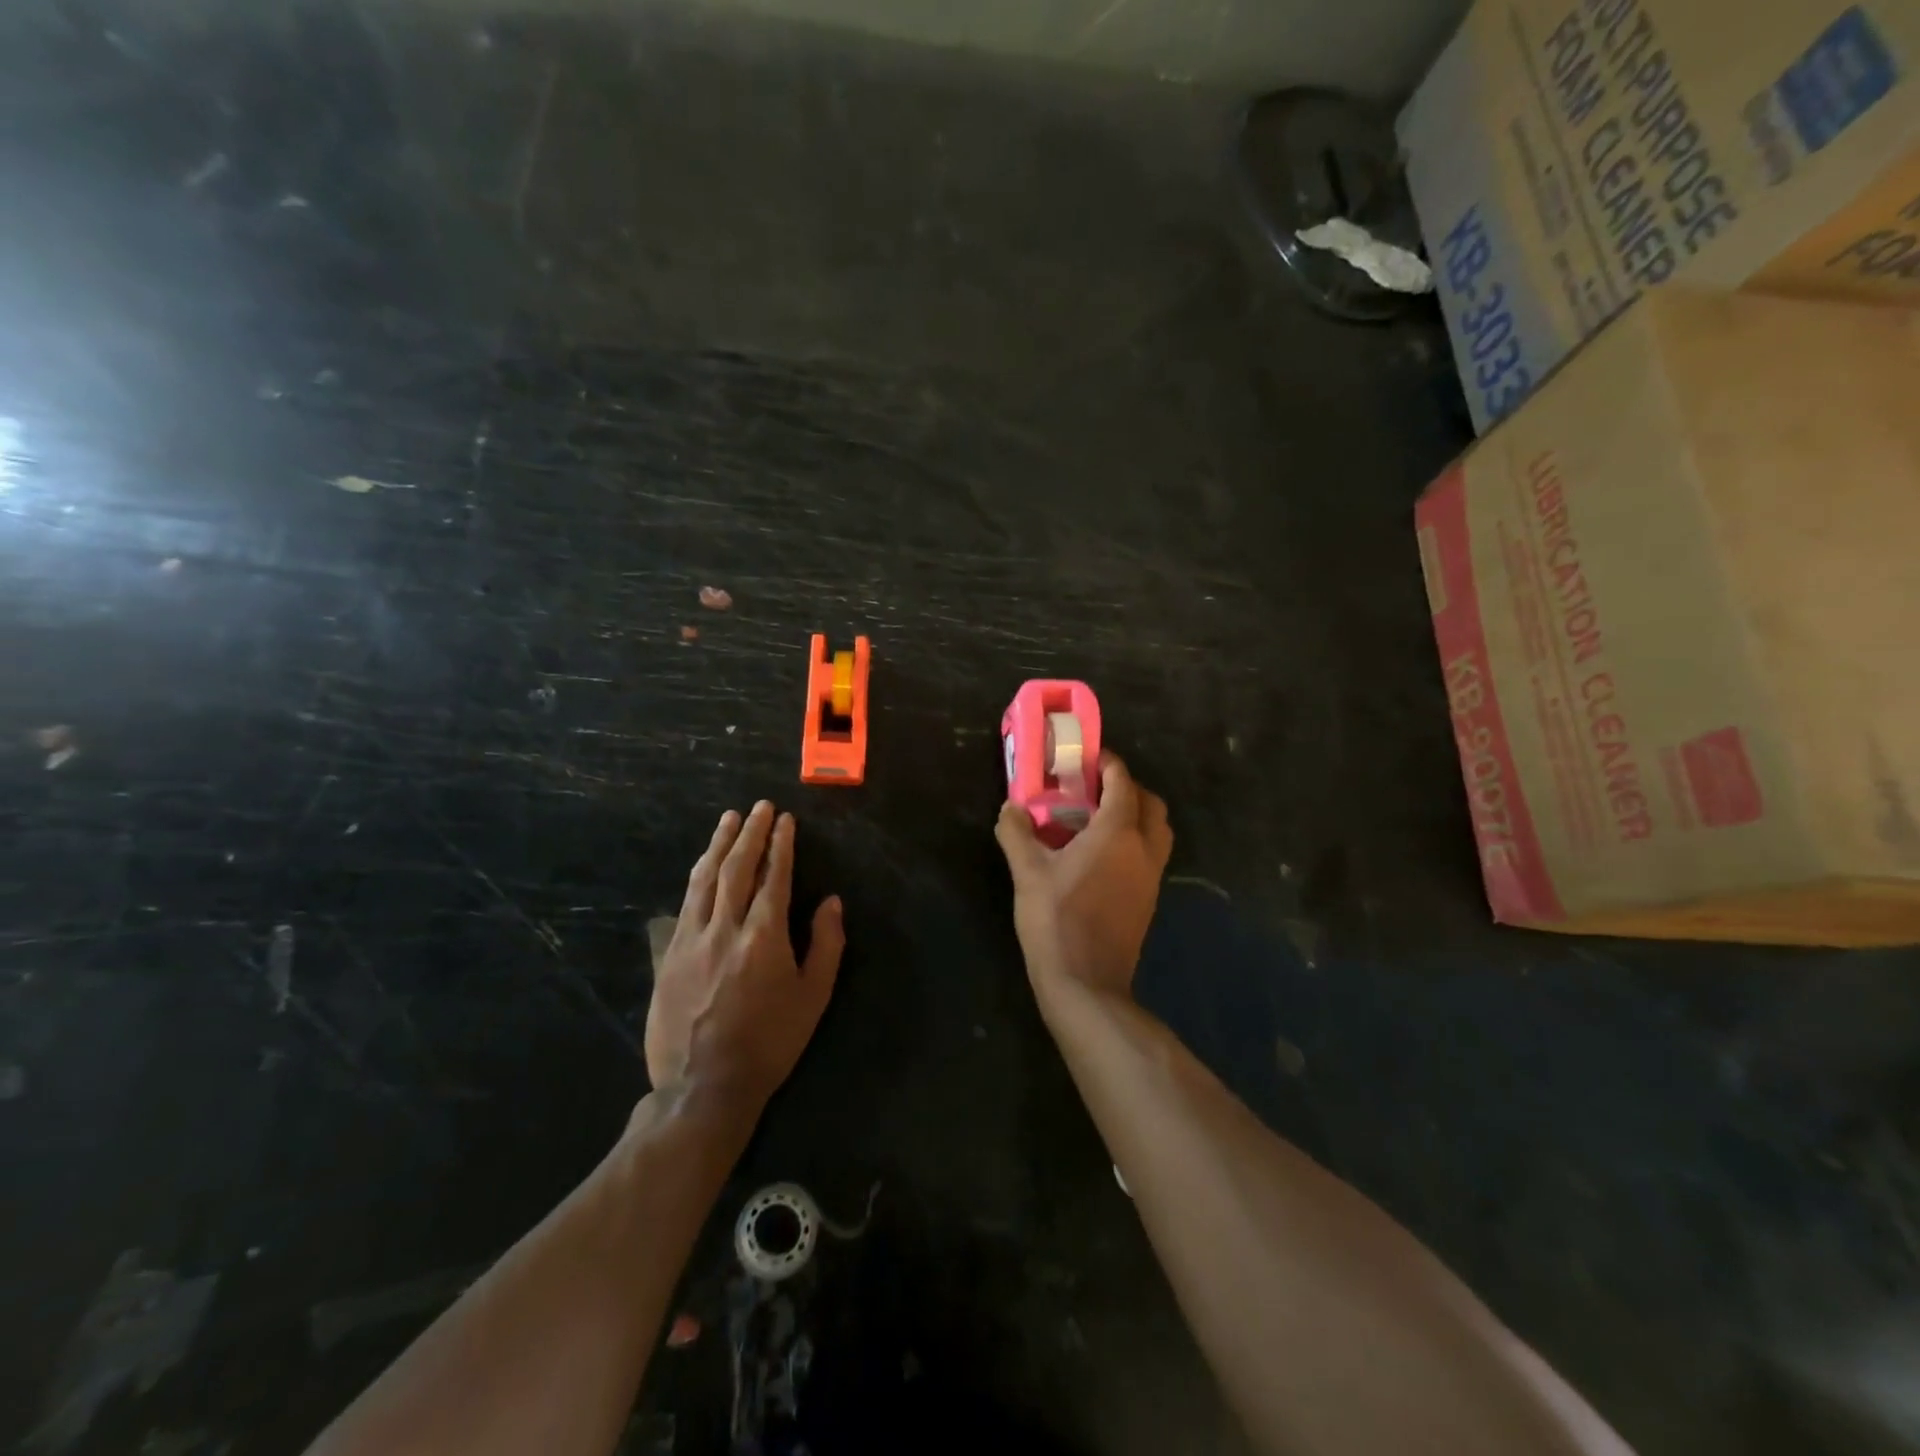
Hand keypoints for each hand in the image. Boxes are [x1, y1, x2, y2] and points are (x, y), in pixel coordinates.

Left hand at [648, 802, 844, 1109]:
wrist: (704, 1086)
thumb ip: (825, 945)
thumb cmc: (770, 1042)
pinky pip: (684, 904)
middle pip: (736, 868)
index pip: (774, 877)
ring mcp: (691, 940)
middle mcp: (725, 928)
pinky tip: (702, 865)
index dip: (781, 846)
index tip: (785, 821)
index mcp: (763, 937)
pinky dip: (697, 877)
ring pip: (704, 879)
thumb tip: (831, 903)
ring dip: (718, 845)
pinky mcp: (669, 956)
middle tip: (759, 808)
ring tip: (728, 820)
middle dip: (750, 833)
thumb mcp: (813, 998)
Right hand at [995, 753, 1171, 1005]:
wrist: (1087, 983)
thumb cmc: (1056, 920)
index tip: (1087, 758)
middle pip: (1150, 803)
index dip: (1108, 764)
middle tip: (1093, 789)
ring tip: (1098, 820)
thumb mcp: (1027, 873)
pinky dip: (1135, 840)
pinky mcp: (1149, 898)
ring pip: (1157, 830)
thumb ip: (1017, 833)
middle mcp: (1144, 848)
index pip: (1122, 783)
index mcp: (1118, 833)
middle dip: (1127, 787)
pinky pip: (1151, 853)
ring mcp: (1152, 876)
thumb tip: (1010, 808)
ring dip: (1136, 814)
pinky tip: (1102, 854)